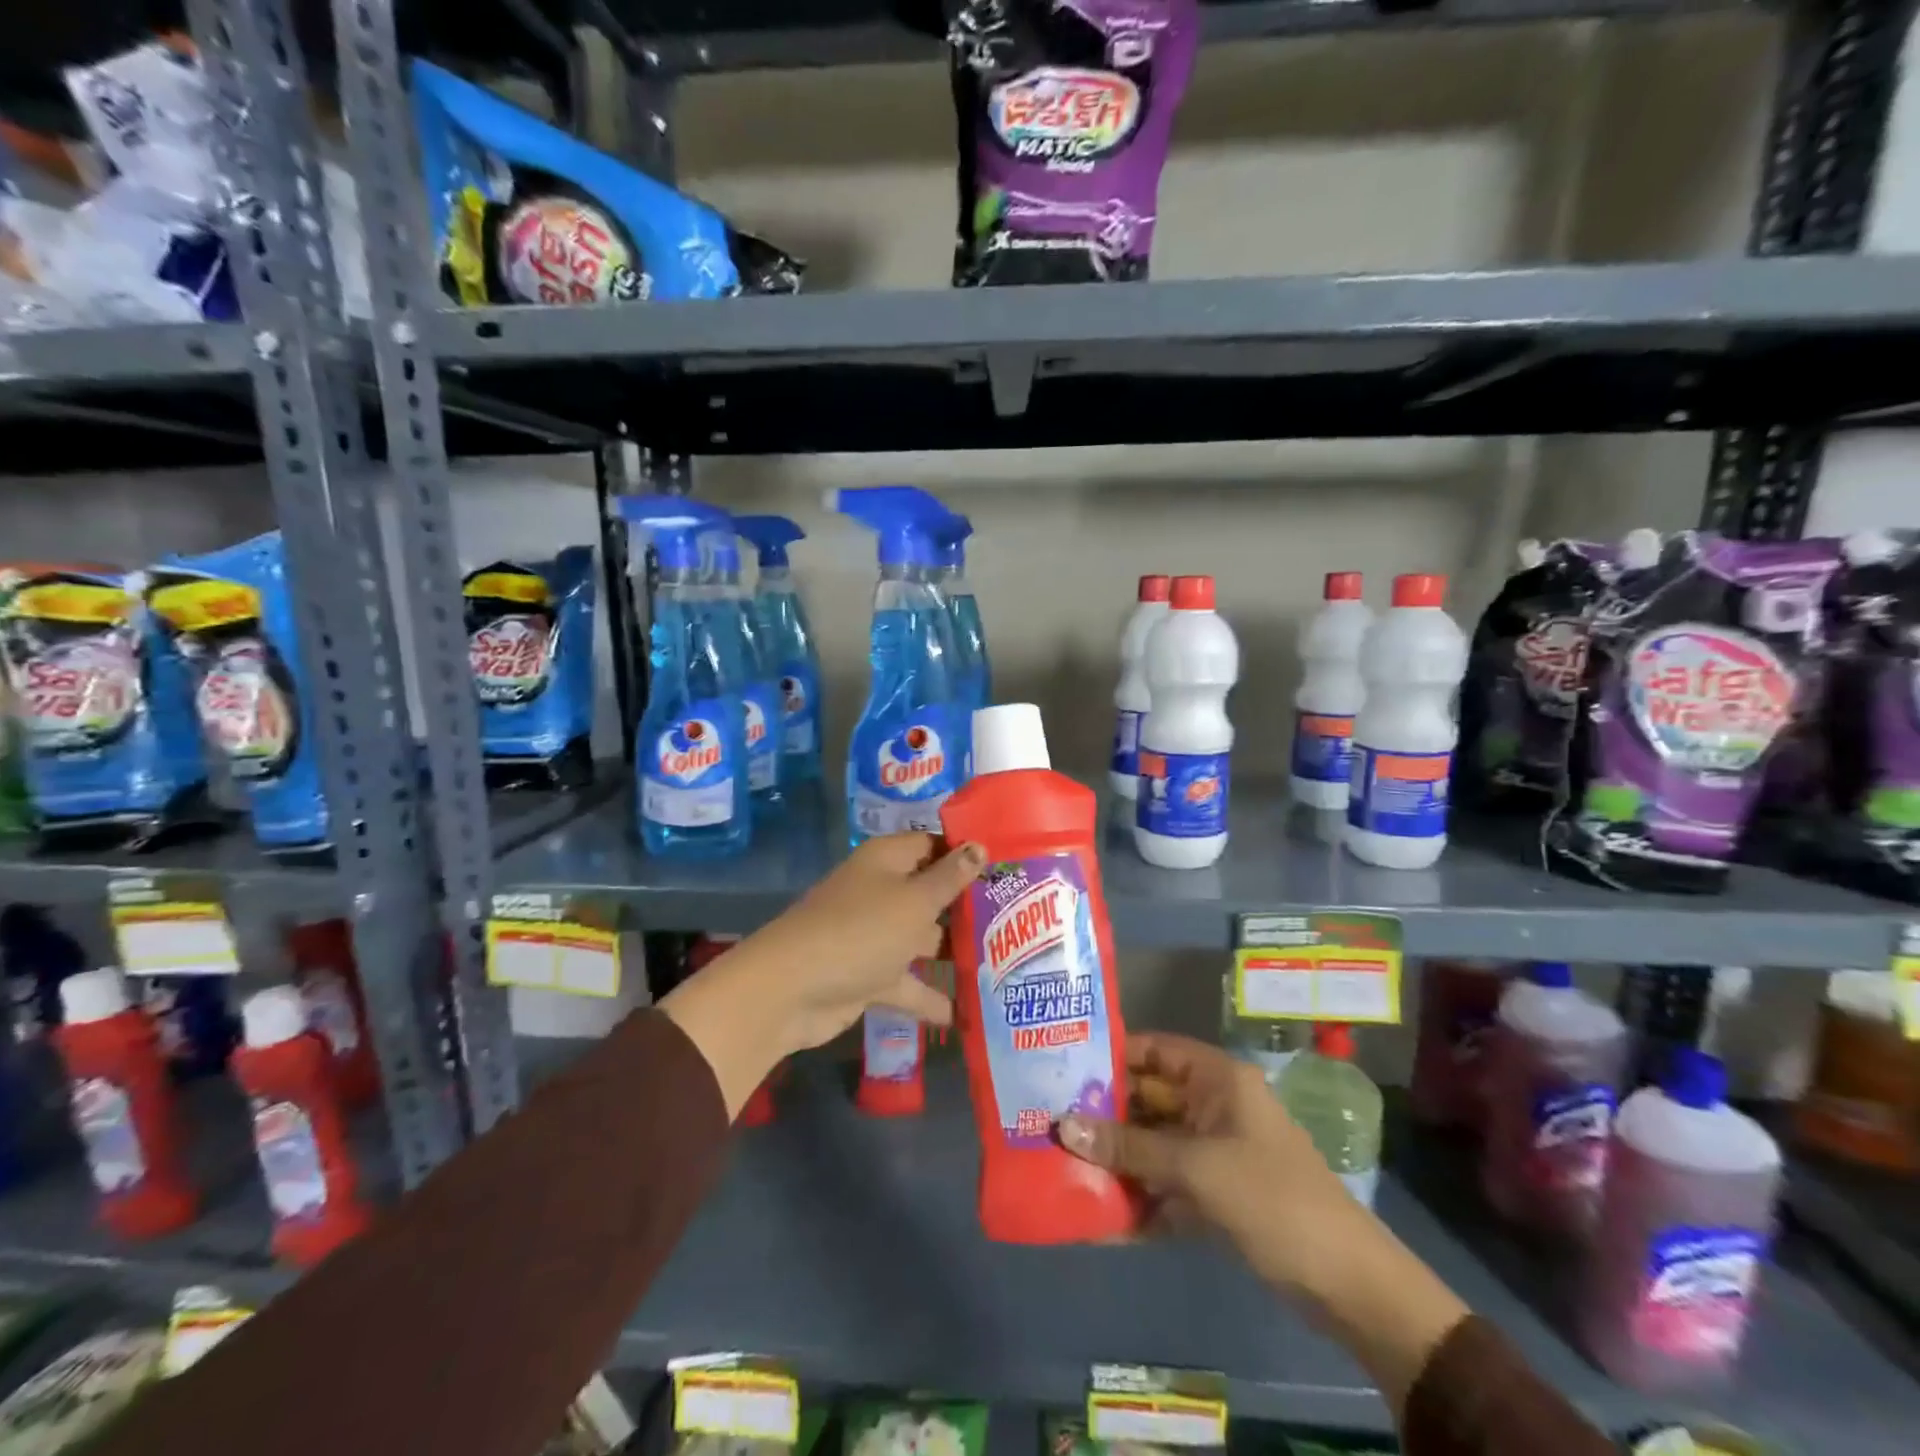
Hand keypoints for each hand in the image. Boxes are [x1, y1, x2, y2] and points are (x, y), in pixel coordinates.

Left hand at [749, 832, 985, 1050]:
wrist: (791, 990)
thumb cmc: (861, 931)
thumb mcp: (914, 901)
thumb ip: (950, 878)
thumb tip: (979, 846)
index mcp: (887, 861)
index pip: (932, 845)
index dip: (966, 853)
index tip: (1007, 867)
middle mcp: (880, 891)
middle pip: (930, 893)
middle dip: (967, 907)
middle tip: (1019, 918)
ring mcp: (873, 935)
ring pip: (921, 939)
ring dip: (952, 953)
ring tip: (1005, 964)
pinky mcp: (868, 975)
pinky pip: (907, 982)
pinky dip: (930, 997)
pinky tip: (967, 1014)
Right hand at [1058, 1033, 1357, 1291]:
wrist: (1348, 1285)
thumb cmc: (1272, 1199)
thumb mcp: (1196, 1168)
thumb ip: (1129, 1148)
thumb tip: (1061, 1126)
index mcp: (1217, 1080)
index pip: (1154, 1050)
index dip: (1111, 1055)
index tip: (1062, 1066)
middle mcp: (1213, 1107)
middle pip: (1148, 1099)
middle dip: (1103, 1114)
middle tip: (1050, 1121)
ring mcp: (1214, 1151)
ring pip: (1153, 1144)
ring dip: (1116, 1159)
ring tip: (1062, 1165)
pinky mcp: (1215, 1193)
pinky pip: (1166, 1185)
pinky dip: (1139, 1198)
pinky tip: (1099, 1216)